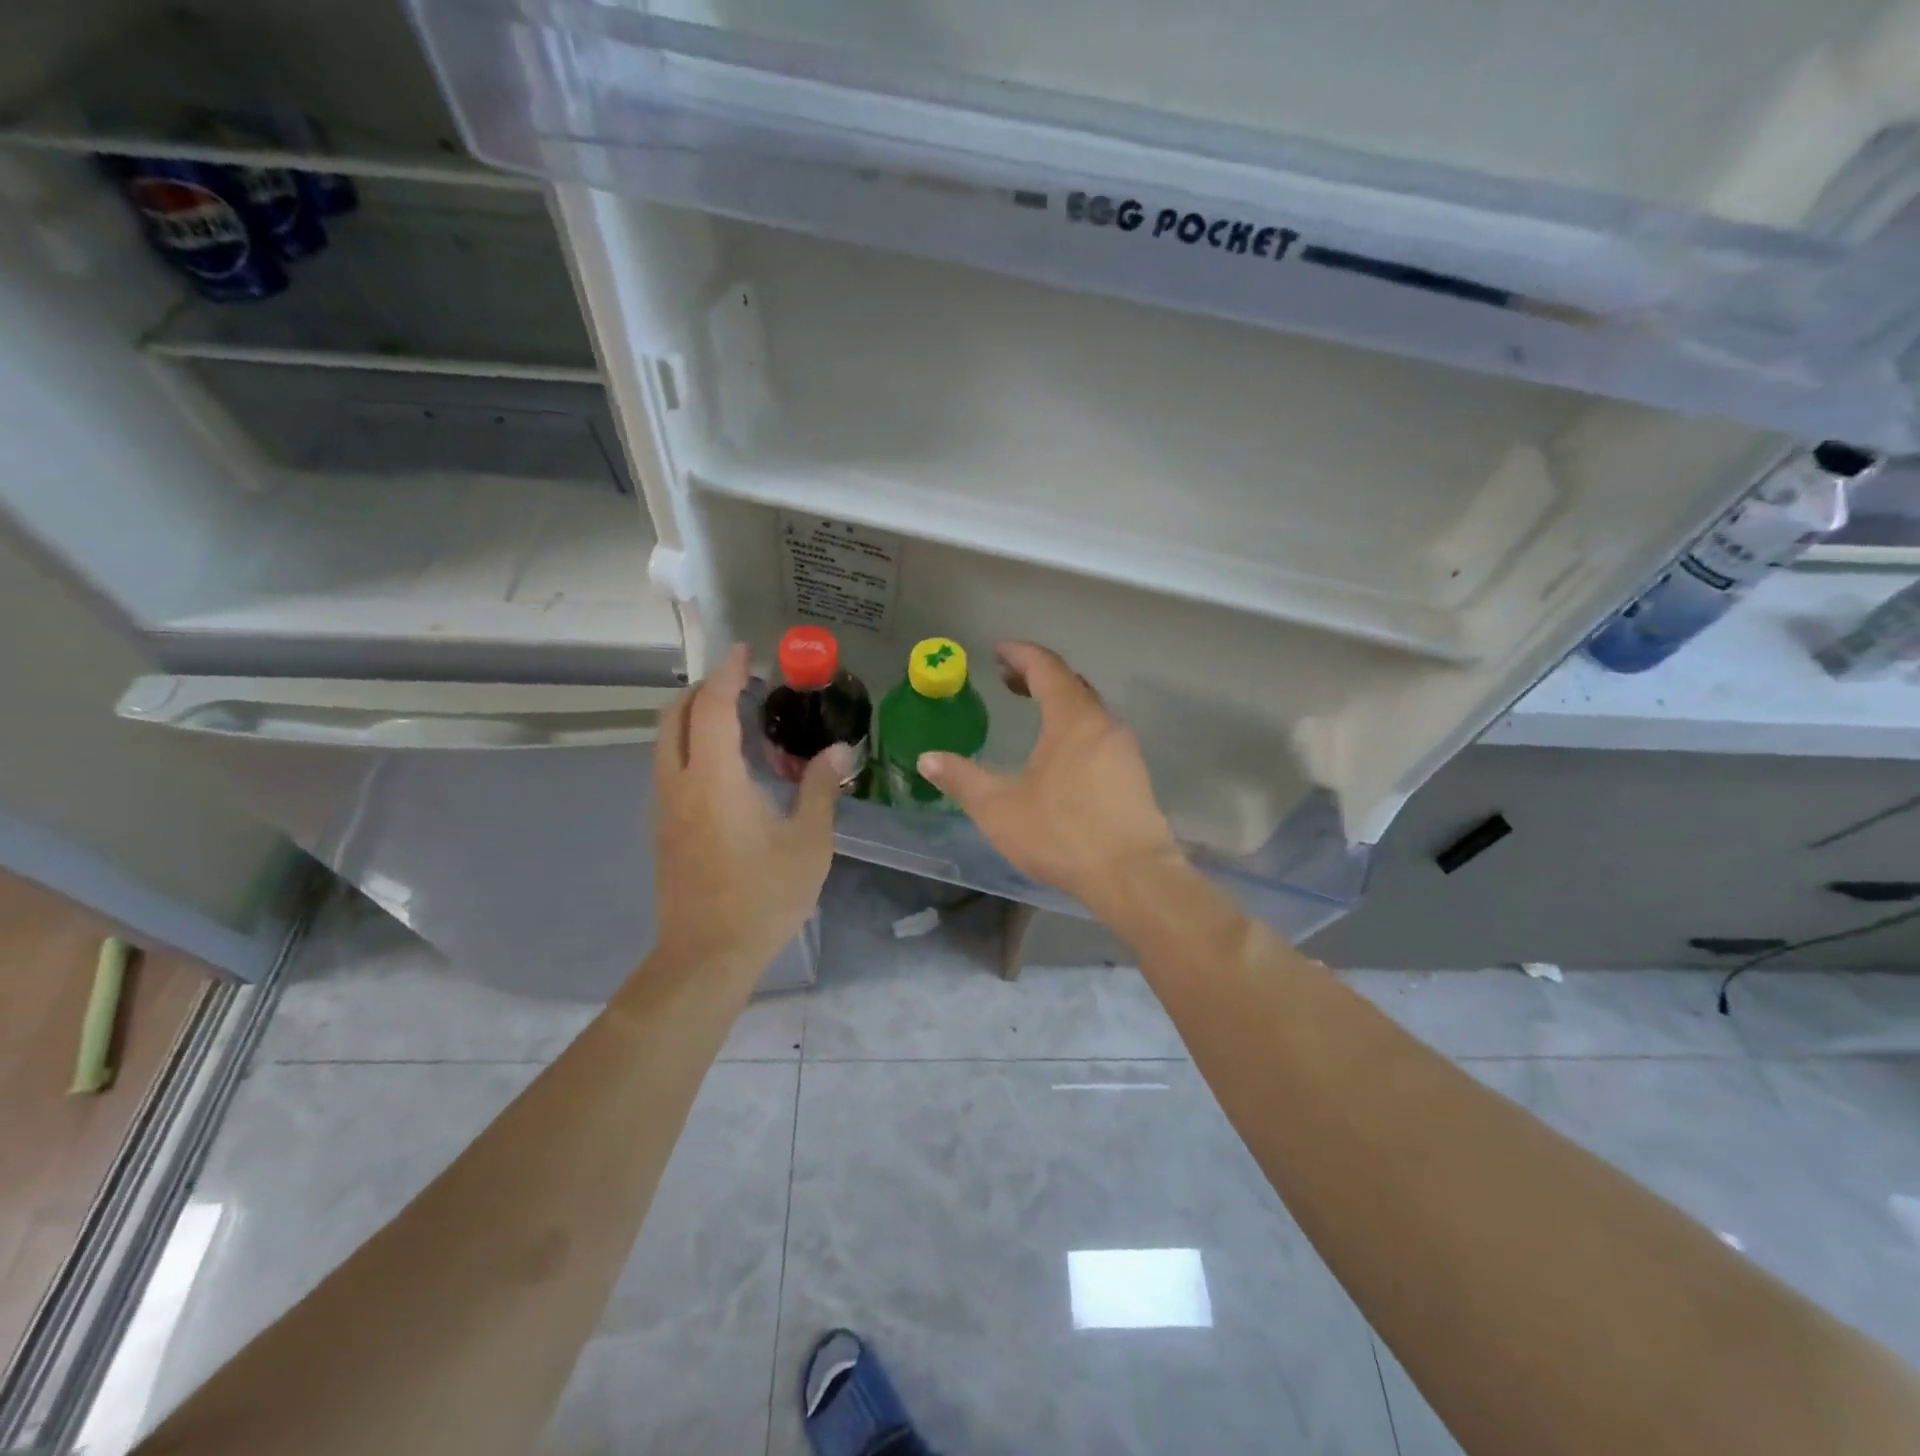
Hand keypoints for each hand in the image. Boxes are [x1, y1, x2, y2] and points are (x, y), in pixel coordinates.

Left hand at [654, 644, 846, 970]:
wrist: (706, 956)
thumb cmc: (764, 896)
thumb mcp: (809, 842)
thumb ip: (822, 789)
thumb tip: (839, 750)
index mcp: (714, 780)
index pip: (710, 707)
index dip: (726, 672)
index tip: (745, 651)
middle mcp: (679, 784)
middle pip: (673, 716)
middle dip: (701, 688)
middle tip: (738, 682)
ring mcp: (664, 808)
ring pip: (665, 743)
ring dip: (691, 718)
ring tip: (734, 719)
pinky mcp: (663, 830)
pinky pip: (669, 769)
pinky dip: (689, 747)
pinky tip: (725, 768)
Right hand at [918, 642, 1181, 911]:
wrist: (1133, 877)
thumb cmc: (1062, 835)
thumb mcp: (999, 809)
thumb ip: (962, 779)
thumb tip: (927, 759)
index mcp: (1072, 719)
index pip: (1046, 667)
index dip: (1020, 654)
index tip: (998, 650)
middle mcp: (1104, 723)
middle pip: (1070, 684)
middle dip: (1037, 676)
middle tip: (1006, 681)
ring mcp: (1124, 749)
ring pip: (1088, 710)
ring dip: (1058, 703)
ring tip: (1031, 714)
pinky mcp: (1134, 775)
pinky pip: (1100, 735)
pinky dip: (1074, 727)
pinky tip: (1060, 756)